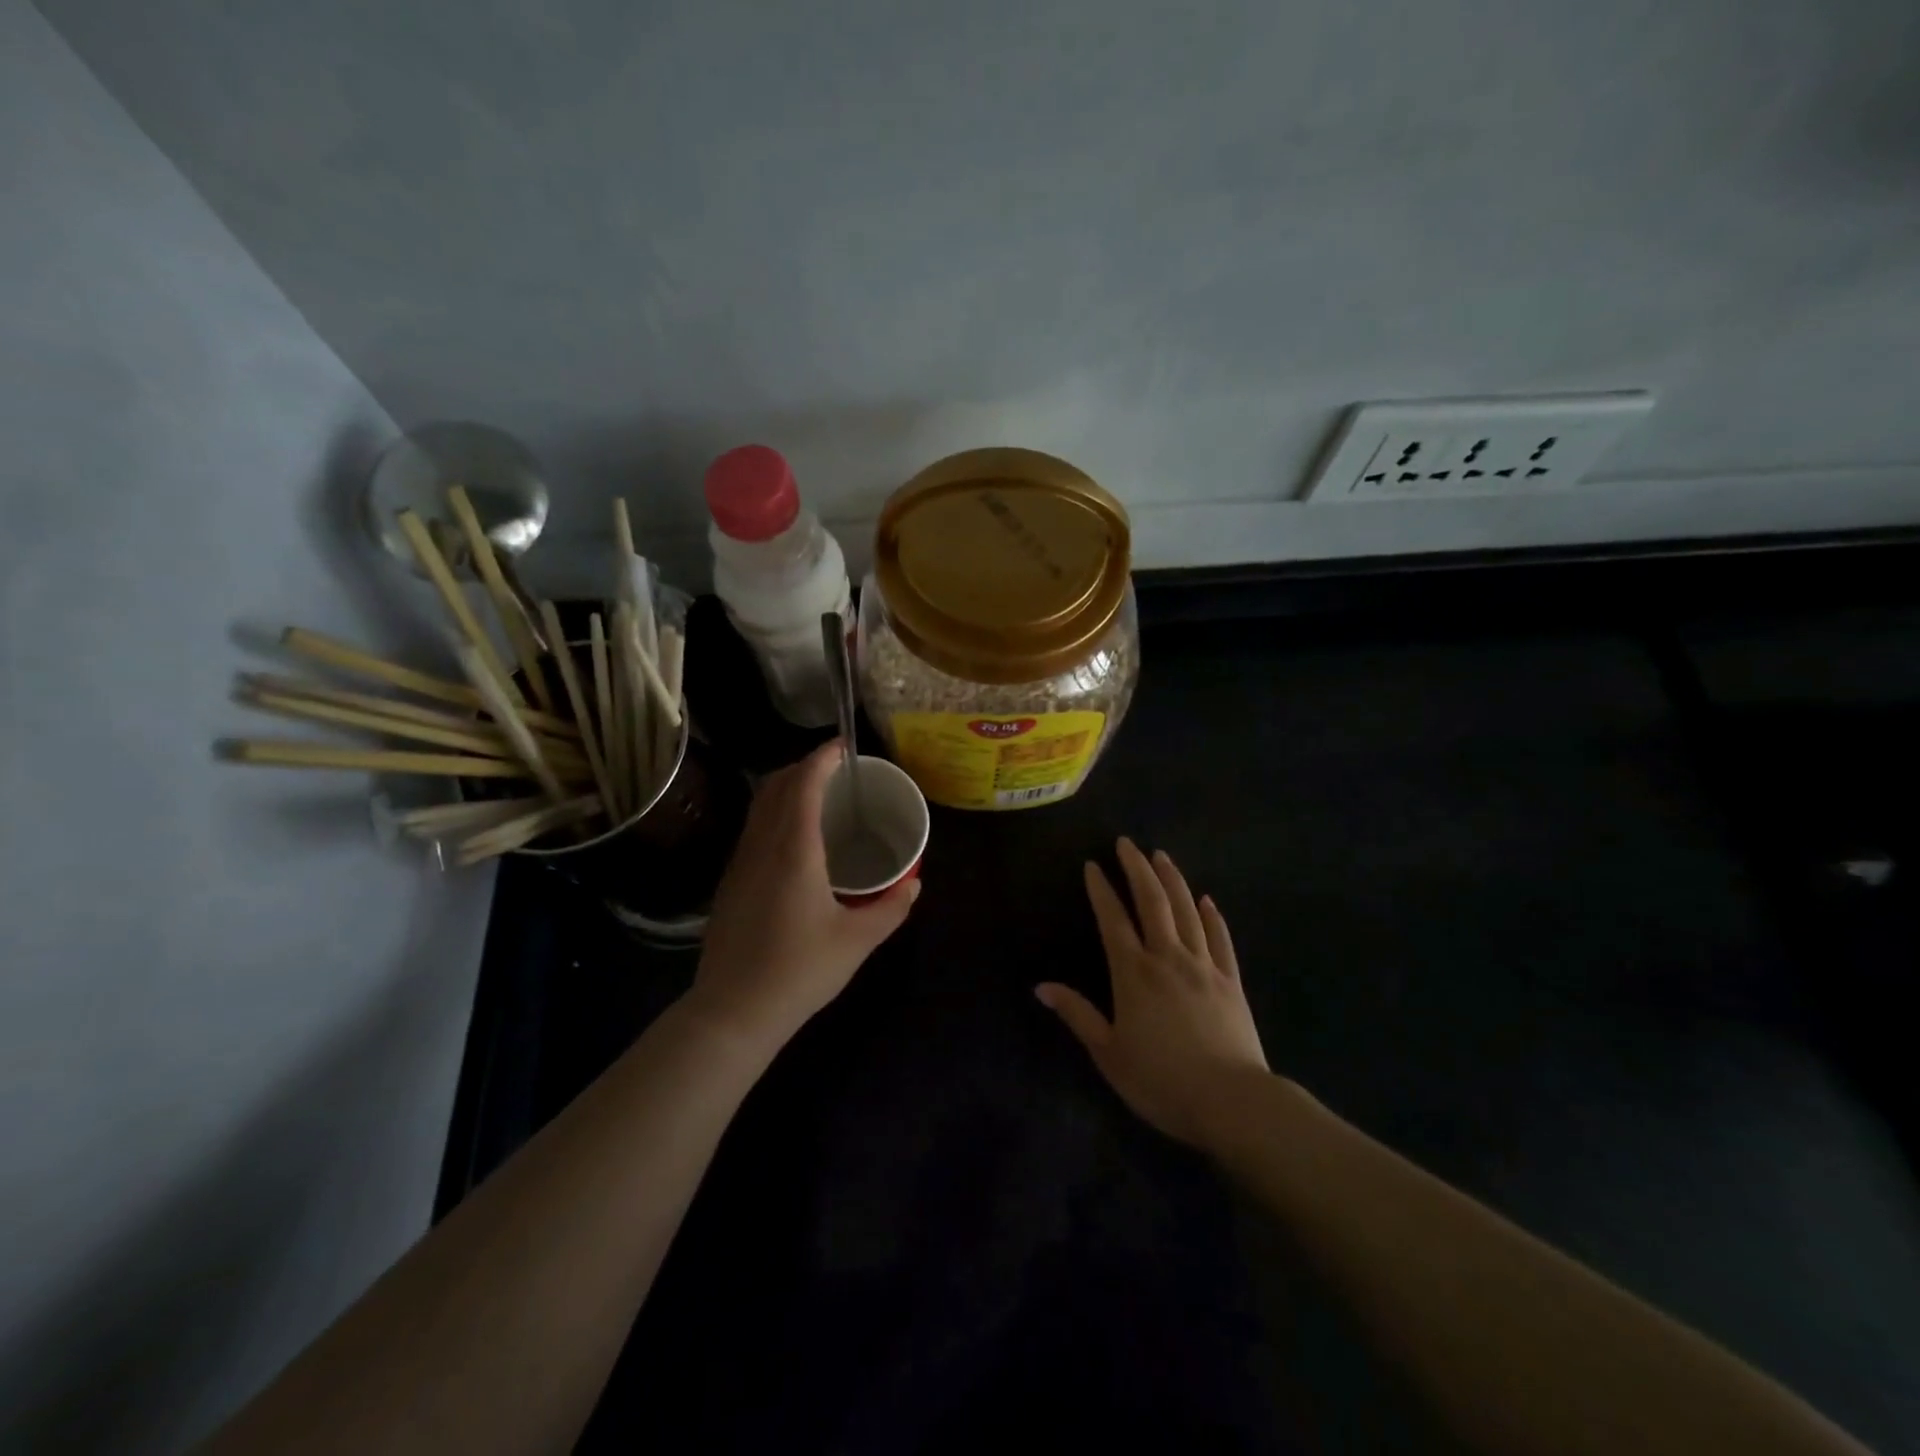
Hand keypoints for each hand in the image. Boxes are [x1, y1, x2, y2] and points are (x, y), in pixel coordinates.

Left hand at [686, 740, 918, 1050]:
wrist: (733, 1011)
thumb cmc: (800, 971)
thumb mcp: (857, 941)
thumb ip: (891, 908)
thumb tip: (915, 884)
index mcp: (795, 851)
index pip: (804, 785)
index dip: (822, 759)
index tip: (843, 747)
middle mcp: (763, 846)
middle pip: (776, 786)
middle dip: (804, 766)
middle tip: (836, 769)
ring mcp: (740, 863)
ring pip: (759, 806)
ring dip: (786, 788)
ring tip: (818, 795)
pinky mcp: (731, 882)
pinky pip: (753, 829)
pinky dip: (775, 813)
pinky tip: (794, 838)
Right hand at [1036, 838, 1267, 1148]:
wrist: (1232, 1101)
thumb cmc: (1161, 1080)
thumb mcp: (1109, 1053)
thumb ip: (1077, 1015)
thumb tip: (1041, 987)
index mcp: (1133, 973)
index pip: (1112, 920)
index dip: (1100, 890)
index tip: (1092, 865)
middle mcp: (1168, 957)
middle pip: (1152, 902)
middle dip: (1137, 869)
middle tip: (1126, 843)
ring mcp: (1204, 966)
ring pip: (1187, 911)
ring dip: (1173, 880)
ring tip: (1161, 856)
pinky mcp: (1231, 981)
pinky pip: (1221, 939)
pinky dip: (1213, 916)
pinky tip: (1207, 900)